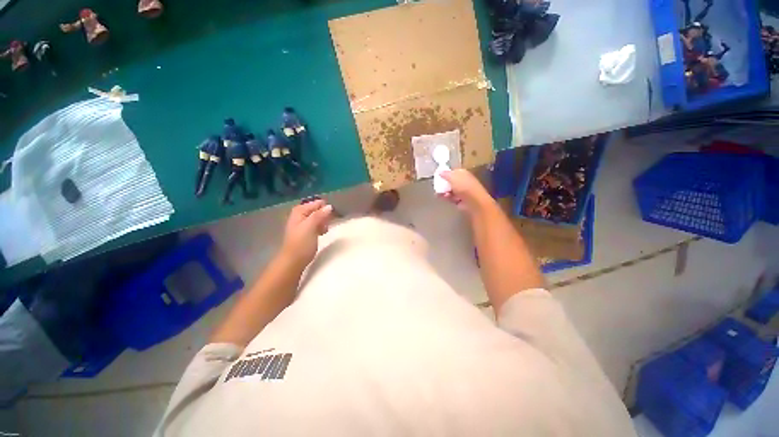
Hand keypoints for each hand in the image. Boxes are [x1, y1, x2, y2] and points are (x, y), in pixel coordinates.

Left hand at [280, 198, 332, 268]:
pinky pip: (316, 225)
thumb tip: (329, 206)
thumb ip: (319, 215)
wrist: (293, 261)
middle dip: (324, 215)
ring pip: (318, 218)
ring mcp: (302, 224)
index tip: (333, 214)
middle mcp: (300, 215)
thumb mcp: (310, 227)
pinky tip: (323, 233)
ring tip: (325, 230)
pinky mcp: (306, 232)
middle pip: (317, 209)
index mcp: (299, 211)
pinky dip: (321, 227)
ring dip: (323, 222)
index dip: (325, 207)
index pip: (316, 203)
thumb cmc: (301, 243)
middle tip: (327, 223)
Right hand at [437, 169, 492, 214]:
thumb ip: (445, 174)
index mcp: (463, 173)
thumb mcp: (452, 177)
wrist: (473, 201)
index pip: (453, 172)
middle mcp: (463, 181)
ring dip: (444, 191)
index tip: (438, 176)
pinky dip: (447, 197)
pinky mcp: (460, 200)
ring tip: (438, 193)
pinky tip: (444, 197)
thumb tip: (439, 171)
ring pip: (449, 190)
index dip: (445, 174)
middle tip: (437, 186)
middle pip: (450, 182)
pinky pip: (451, 197)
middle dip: (443, 184)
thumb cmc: (463, 186)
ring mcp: (462, 191)